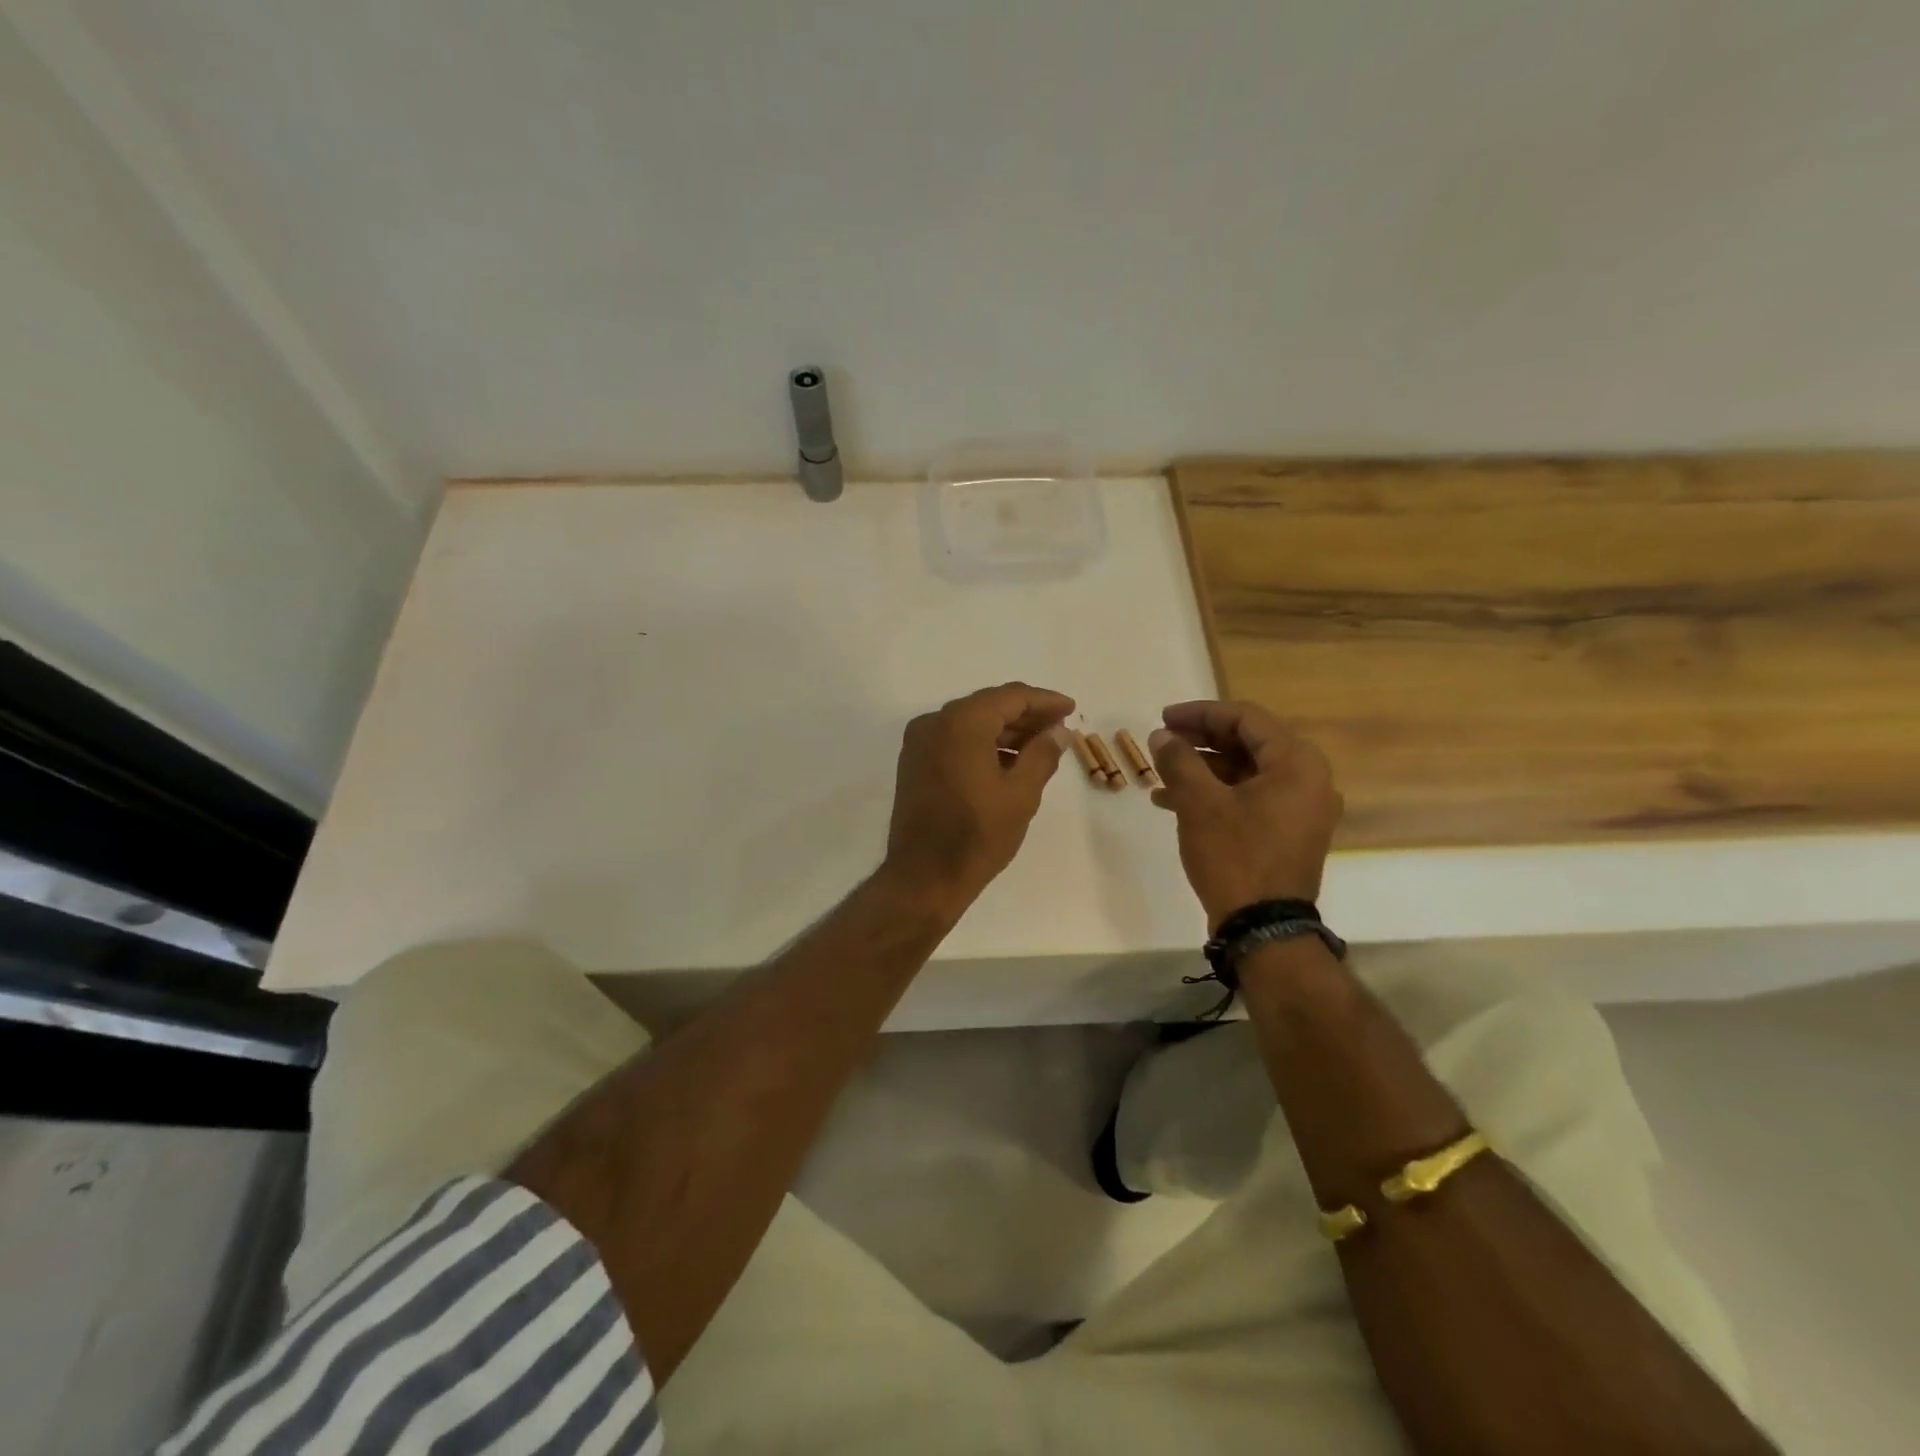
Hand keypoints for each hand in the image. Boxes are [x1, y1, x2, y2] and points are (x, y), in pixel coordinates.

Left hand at [883, 682, 1075, 913]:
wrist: (924, 877)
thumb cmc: (977, 834)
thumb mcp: (1021, 794)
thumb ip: (1043, 754)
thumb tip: (1058, 732)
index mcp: (962, 722)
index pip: (1010, 697)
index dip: (1044, 701)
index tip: (1070, 709)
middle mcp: (935, 722)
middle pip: (988, 706)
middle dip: (1026, 715)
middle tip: (1059, 728)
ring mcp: (919, 743)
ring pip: (970, 723)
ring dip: (1005, 731)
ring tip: (1040, 746)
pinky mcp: (914, 763)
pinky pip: (954, 740)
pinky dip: (982, 744)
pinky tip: (1008, 761)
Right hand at [1148, 700, 1343, 930]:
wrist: (1263, 929)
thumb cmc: (1235, 856)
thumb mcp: (1200, 803)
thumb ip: (1179, 761)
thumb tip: (1162, 736)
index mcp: (1297, 763)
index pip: (1246, 718)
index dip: (1200, 713)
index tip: (1163, 718)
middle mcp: (1308, 780)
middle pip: (1247, 743)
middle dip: (1199, 741)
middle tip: (1161, 741)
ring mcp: (1301, 809)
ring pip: (1245, 772)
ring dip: (1202, 769)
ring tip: (1159, 774)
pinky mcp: (1288, 833)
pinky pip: (1250, 798)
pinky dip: (1215, 794)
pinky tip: (1173, 802)